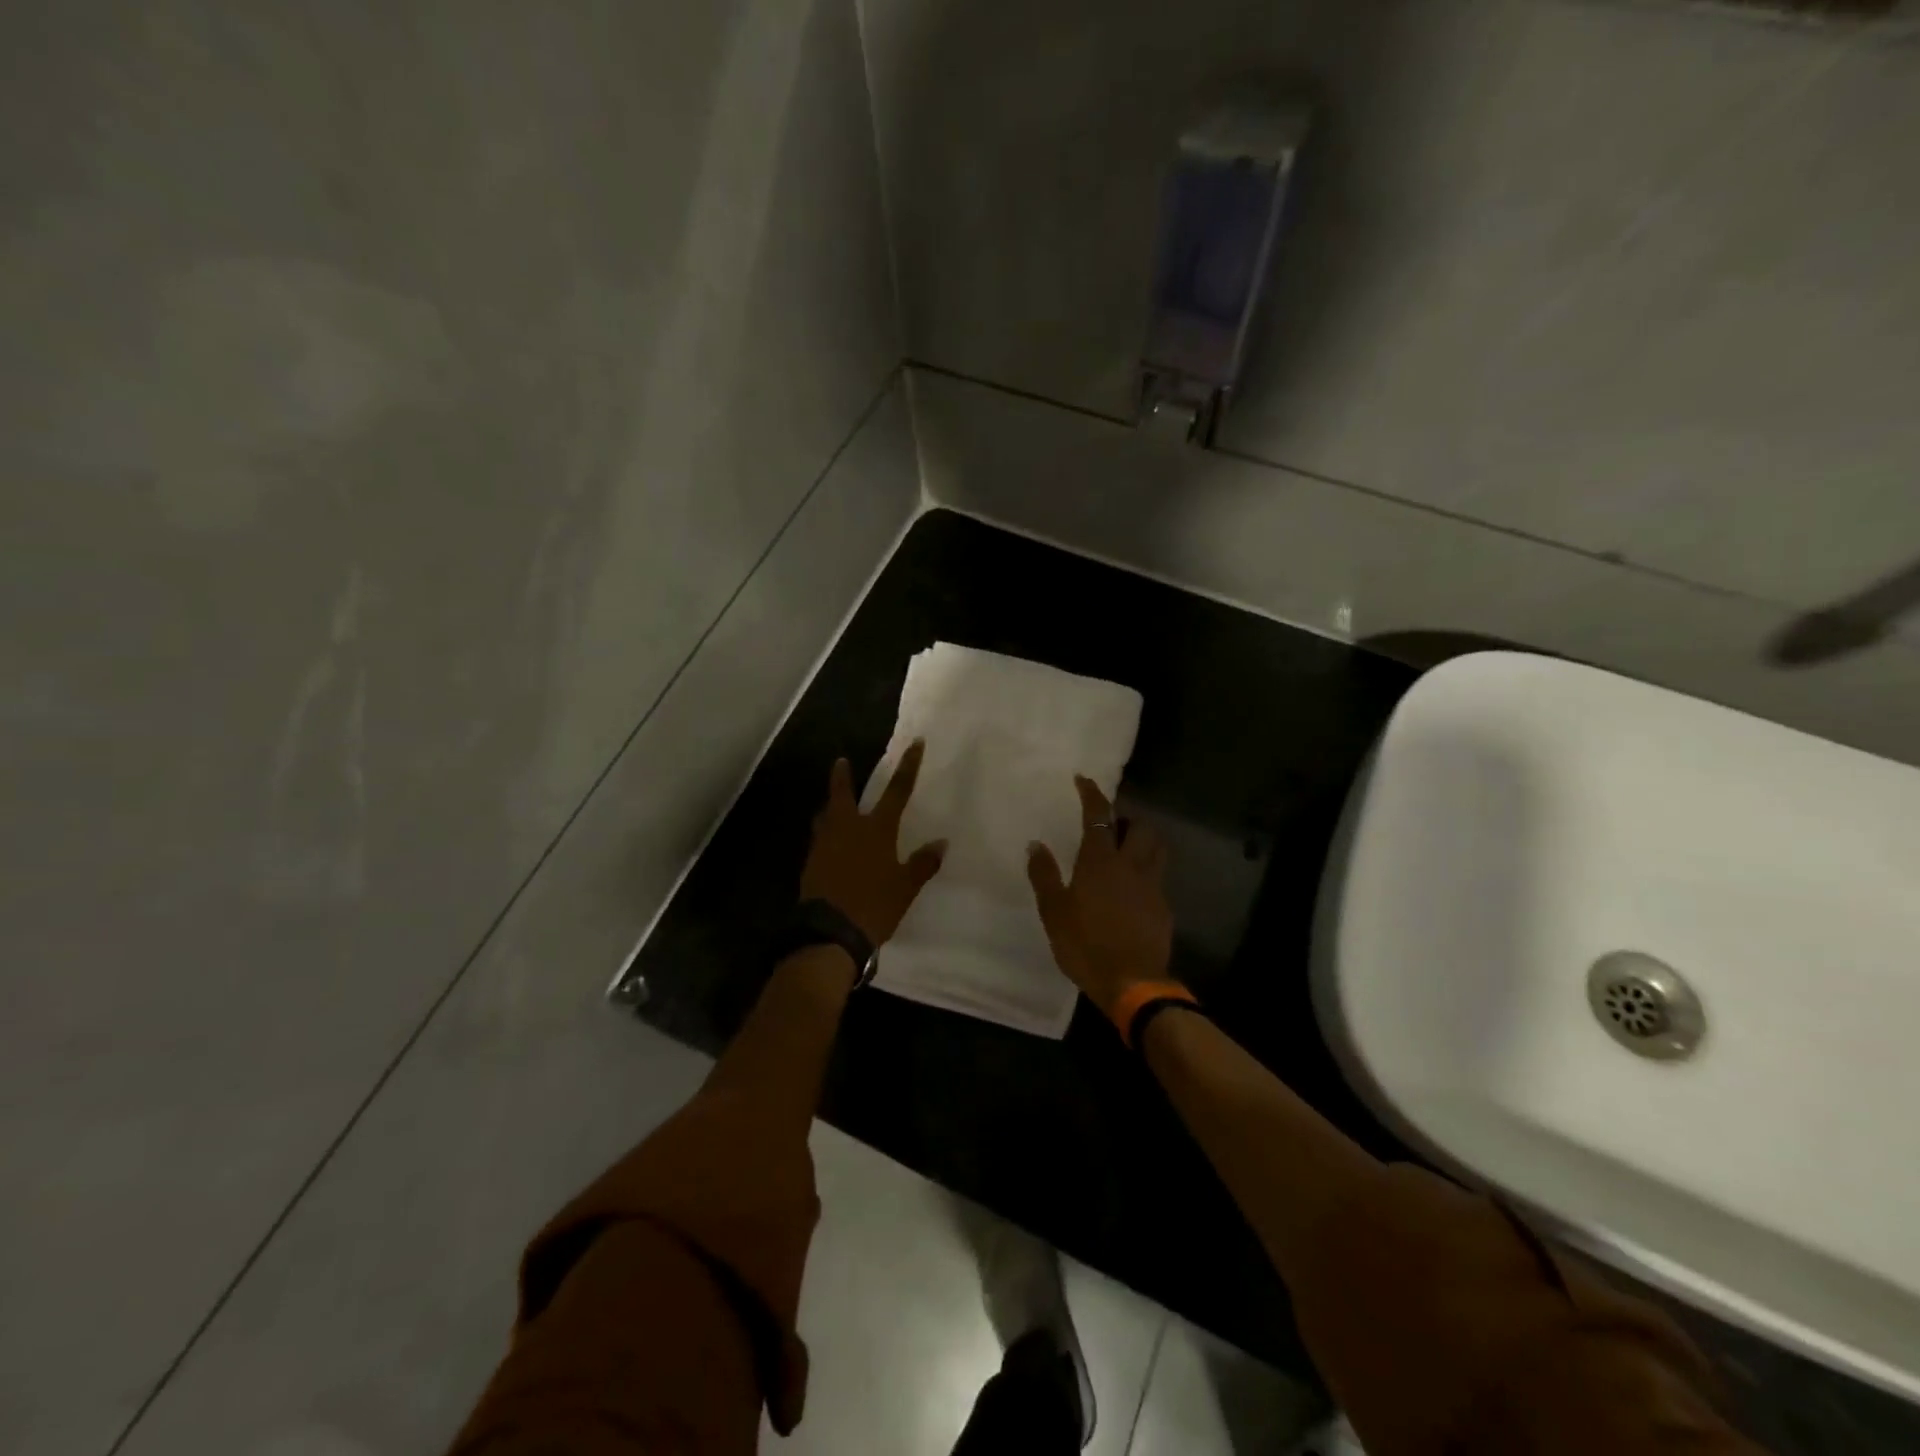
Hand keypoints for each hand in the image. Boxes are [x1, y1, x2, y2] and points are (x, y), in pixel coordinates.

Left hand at [799, 740, 946, 946]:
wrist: (829, 932)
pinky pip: (819, 839)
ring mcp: (825, 844)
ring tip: (831, 804)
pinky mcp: (811, 863)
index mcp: (876, 829)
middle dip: (842, 777)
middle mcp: (848, 829)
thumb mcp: (905, 886)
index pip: (897, 791)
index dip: (908, 766)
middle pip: (843, 795)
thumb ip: (923, 863)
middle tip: (840, 761)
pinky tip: (828, 841)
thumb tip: (942, 842)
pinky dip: (824, 832)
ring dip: (830, 806)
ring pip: (826, 816)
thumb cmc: (874, 905)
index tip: (914, 743)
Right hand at [1026, 776, 1173, 1018]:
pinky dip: (1145, 873)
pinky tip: (1132, 890)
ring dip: (1144, 840)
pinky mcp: (1163, 907)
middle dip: (1127, 818)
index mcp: (1100, 862)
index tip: (1083, 779)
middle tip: (1111, 825)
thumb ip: (1044, 875)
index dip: (1092, 794)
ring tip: (1127, 850)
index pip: (1099, 816)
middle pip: (1139, 827)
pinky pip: (1157, 878)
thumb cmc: (1085, 945)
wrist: (1132, 982)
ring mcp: (1152, 886)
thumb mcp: (1054, 911)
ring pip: (1156, 849)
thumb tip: (1035, 843)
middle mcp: (1131, 866)